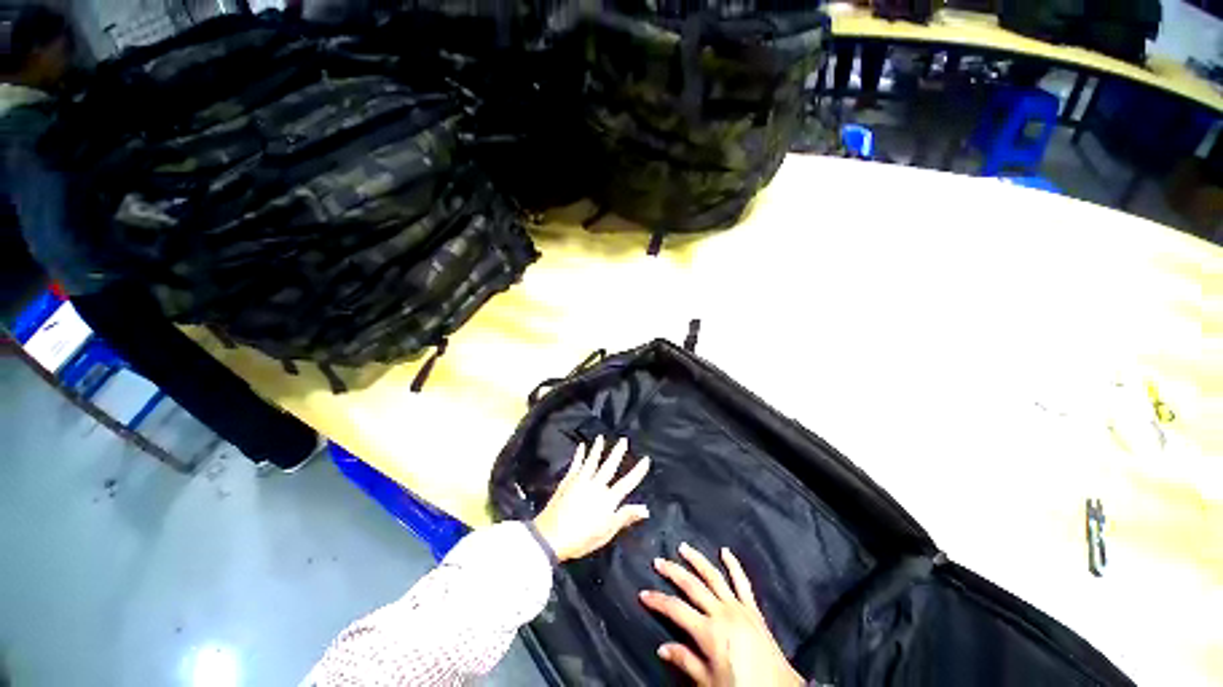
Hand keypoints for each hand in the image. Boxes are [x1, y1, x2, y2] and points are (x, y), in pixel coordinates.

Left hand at [533, 436, 650, 561]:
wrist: (551, 537)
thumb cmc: (581, 539)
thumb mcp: (606, 533)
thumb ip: (625, 517)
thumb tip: (645, 509)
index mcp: (607, 500)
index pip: (627, 483)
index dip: (637, 471)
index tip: (646, 459)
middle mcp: (596, 486)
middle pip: (609, 466)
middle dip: (617, 452)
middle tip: (623, 440)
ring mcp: (581, 481)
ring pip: (592, 461)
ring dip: (597, 448)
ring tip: (601, 437)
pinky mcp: (568, 481)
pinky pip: (576, 464)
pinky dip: (579, 454)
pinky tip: (581, 446)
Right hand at [639, 543, 802, 686]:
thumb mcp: (709, 683)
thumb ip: (686, 662)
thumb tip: (662, 647)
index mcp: (709, 632)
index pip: (676, 610)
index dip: (658, 600)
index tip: (643, 593)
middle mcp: (722, 612)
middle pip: (692, 586)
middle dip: (673, 572)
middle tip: (658, 560)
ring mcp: (738, 607)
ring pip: (713, 577)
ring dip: (697, 560)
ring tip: (683, 547)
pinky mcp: (753, 609)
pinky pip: (742, 582)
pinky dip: (734, 565)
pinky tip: (725, 551)